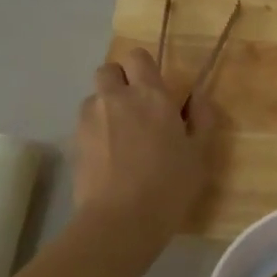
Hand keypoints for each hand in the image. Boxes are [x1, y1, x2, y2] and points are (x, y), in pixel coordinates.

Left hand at [74, 47, 214, 242]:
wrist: (121, 219)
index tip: (155, 89)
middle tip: (135, 109)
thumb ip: (202, 119)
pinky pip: (84, 124)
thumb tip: (198, 96)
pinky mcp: (74, 141)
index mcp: (151, 95)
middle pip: (108, 69)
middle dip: (119, 81)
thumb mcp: (200, 155)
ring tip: (119, 138)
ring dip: (105, 107)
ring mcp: (90, 118)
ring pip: (94, 97)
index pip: (138, 57)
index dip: (144, 69)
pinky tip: (107, 157)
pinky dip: (95, 132)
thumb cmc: (169, 186)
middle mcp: (116, 97)